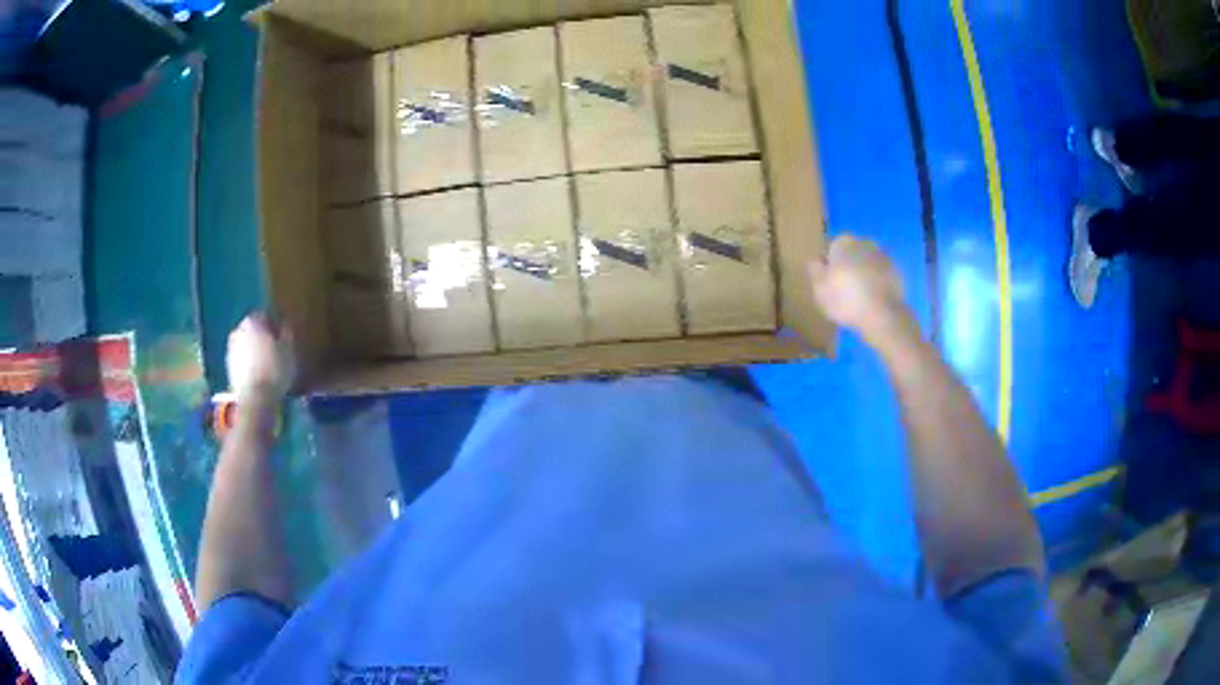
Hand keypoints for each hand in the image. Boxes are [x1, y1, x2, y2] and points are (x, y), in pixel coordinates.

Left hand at [227, 313, 294, 403]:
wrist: (255, 399)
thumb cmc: (274, 370)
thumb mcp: (288, 350)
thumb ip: (286, 333)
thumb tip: (284, 324)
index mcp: (252, 321)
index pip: (265, 315)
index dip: (274, 325)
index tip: (282, 336)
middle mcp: (238, 330)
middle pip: (252, 330)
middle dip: (262, 337)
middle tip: (274, 349)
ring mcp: (231, 349)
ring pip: (245, 345)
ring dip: (254, 351)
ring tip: (267, 364)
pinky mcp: (228, 368)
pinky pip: (241, 360)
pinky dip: (248, 364)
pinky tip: (259, 375)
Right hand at [808, 236, 914, 340]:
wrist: (882, 316)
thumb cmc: (846, 299)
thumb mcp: (819, 288)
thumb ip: (814, 269)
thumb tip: (816, 260)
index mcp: (843, 243)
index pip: (832, 248)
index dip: (830, 265)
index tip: (829, 281)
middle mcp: (864, 243)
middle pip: (852, 253)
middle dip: (849, 266)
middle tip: (845, 289)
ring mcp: (883, 257)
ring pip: (868, 263)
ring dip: (864, 274)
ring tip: (860, 297)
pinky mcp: (897, 272)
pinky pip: (882, 275)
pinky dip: (878, 283)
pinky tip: (874, 300)